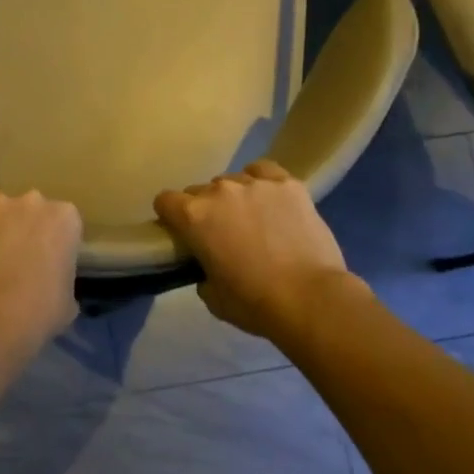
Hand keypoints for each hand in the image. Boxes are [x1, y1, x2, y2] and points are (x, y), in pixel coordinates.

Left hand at [0, 175, 81, 354]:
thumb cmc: (40, 310)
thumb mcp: (67, 300)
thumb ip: (61, 280)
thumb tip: (52, 287)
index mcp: (66, 219)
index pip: (63, 222)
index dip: (53, 242)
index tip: (46, 261)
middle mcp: (34, 200)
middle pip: (29, 207)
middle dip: (23, 225)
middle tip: (14, 255)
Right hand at [154, 160, 352, 339]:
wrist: (309, 297)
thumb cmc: (252, 302)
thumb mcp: (210, 295)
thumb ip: (201, 271)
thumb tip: (209, 264)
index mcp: (193, 216)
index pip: (165, 201)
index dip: (170, 217)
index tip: (181, 233)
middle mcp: (219, 191)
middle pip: (199, 190)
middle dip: (204, 209)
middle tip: (220, 234)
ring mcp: (255, 183)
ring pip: (232, 180)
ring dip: (234, 198)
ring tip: (251, 218)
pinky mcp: (288, 184)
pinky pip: (263, 171)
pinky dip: (261, 182)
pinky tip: (269, 199)